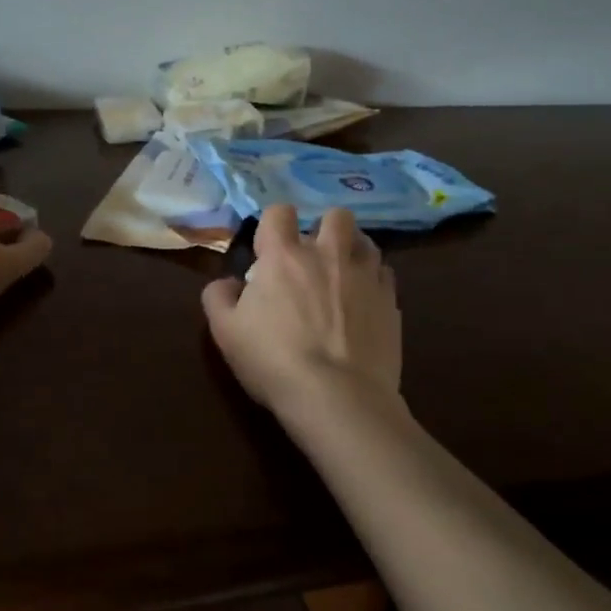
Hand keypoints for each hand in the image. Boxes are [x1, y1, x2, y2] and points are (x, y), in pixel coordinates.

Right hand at [202, 205, 401, 412]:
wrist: (338, 397)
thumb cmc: (274, 361)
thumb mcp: (226, 333)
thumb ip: (219, 298)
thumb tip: (227, 283)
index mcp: (284, 256)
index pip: (279, 212)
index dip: (273, 225)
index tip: (269, 249)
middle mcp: (328, 254)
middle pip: (335, 215)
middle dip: (324, 228)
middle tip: (313, 257)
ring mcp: (365, 276)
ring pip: (365, 241)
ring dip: (352, 250)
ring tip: (343, 275)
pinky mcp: (391, 301)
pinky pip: (385, 275)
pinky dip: (374, 281)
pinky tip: (364, 303)